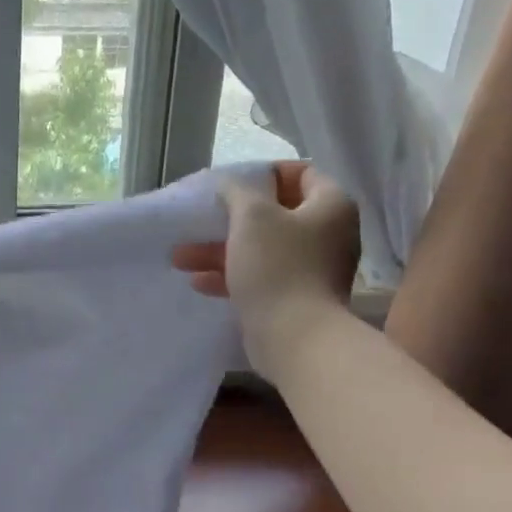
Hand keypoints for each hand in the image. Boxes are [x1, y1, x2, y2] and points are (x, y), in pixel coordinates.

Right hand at [172, 161, 359, 350]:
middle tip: (198, 223)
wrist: (294, 337)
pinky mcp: (296, 299)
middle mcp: (329, 235)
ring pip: (262, 249)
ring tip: (181, 257)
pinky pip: (261, 278)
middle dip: (230, 220)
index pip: (301, 174)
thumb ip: (237, 191)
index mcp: (330, 206)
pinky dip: (232, 276)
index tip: (230, 184)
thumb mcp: (251, 216)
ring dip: (221, 250)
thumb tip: (230, 184)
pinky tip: (199, 282)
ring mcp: (313, 270)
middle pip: (275, 215)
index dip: (264, 175)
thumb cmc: (277, 266)